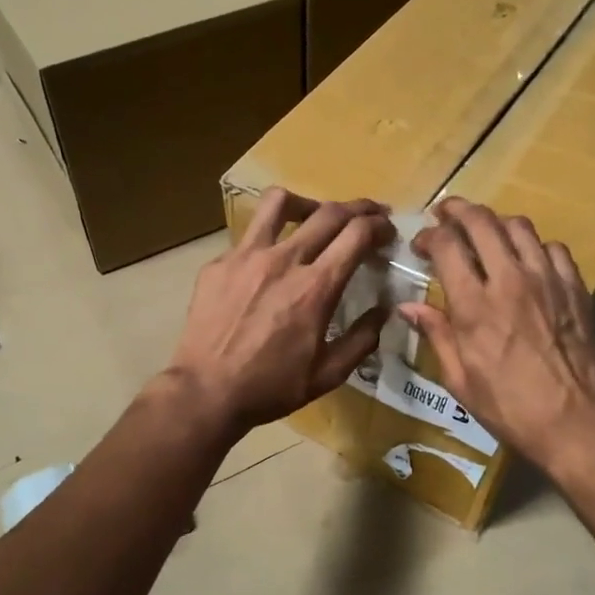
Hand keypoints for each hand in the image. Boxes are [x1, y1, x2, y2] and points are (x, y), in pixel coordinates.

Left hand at [166, 189, 393, 436]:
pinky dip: (270, 239)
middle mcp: (283, 260)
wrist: (206, 392)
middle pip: (328, 212)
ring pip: (279, 202)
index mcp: (315, 288)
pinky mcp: (218, 264)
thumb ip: (362, 339)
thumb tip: (385, 310)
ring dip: (307, 203)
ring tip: (314, 216)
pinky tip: (270, 261)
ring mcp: (245, 256)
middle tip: (369, 215)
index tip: (387, 231)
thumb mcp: (328, 374)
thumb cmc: (271, 387)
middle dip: (358, 208)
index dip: (379, 226)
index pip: (356, 234)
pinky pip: (249, 236)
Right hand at [401, 198, 594, 476]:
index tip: (421, 244)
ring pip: (519, 226)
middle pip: (482, 221)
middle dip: (457, 210)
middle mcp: (510, 280)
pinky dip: (534, 245)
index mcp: (475, 305)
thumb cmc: (509, 408)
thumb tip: (407, 306)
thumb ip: (436, 334)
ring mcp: (548, 280)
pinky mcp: (576, 288)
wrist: (577, 423)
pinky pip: (554, 248)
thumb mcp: (459, 379)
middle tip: (446, 214)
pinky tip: (527, 260)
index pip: (447, 244)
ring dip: (495, 222)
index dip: (429, 235)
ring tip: (485, 233)